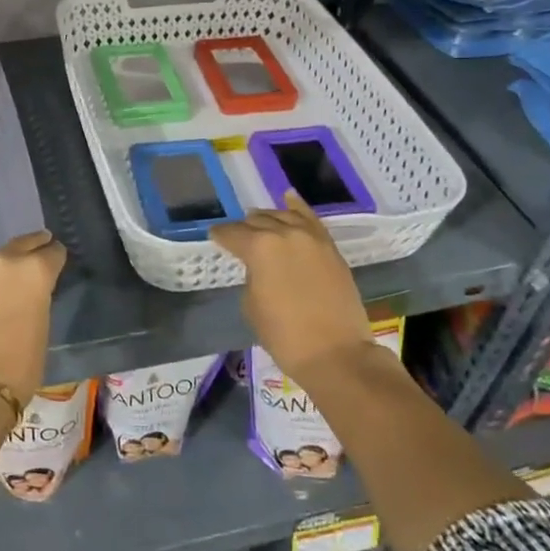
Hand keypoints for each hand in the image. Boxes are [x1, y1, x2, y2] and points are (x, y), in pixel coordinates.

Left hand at [0, 231, 66, 405]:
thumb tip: (29, 291)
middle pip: (21, 245)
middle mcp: (2, 261)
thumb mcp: (42, 326)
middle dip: (31, 248)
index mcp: (34, 271)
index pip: (52, 252)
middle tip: (36, 249)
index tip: (54, 263)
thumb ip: (37, 297)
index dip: (55, 258)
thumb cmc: (19, 367)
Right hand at [209, 192, 372, 382]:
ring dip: (269, 219)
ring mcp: (312, 238)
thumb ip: (251, 275)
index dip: (220, 236)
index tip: (214, 237)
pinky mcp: (331, 248)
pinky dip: (298, 208)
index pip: (232, 233)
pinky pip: (311, 220)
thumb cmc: (284, 335)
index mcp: (259, 247)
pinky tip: (289, 198)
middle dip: (245, 228)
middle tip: (238, 238)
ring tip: (259, 222)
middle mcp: (285, 233)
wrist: (336, 353)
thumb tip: (259, 267)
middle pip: (258, 221)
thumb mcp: (252, 304)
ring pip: (284, 216)